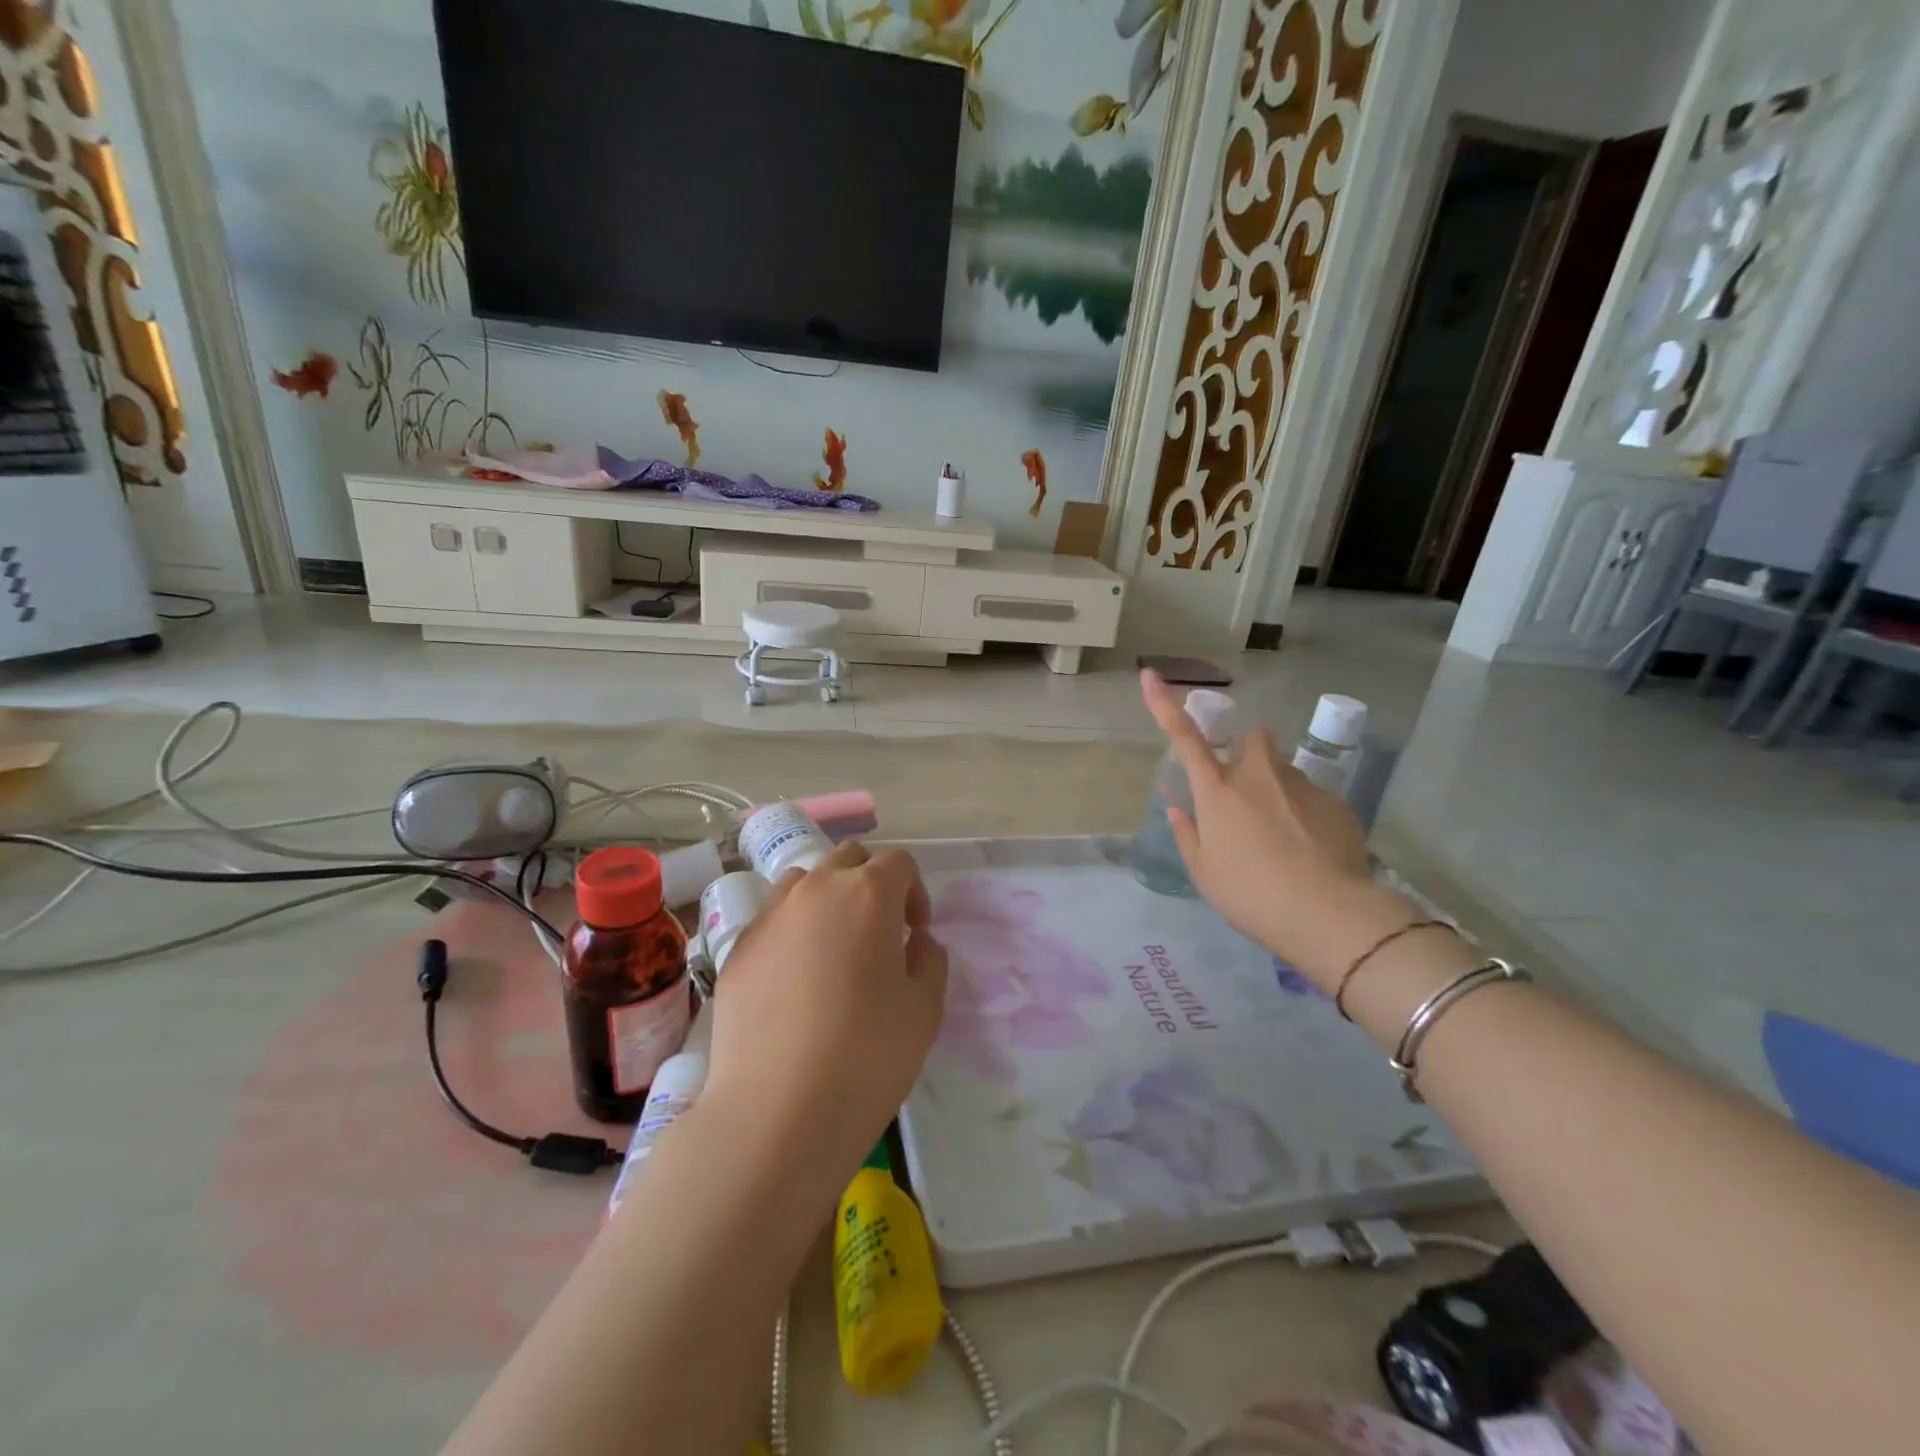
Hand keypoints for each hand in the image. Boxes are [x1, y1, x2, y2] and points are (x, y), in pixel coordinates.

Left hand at [703, 841, 948, 1189]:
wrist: (776, 1112)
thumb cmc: (868, 1055)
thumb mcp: (925, 1008)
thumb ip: (929, 959)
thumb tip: (915, 941)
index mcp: (868, 893)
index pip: (899, 863)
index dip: (915, 892)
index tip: (916, 934)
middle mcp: (815, 890)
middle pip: (849, 860)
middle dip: (871, 884)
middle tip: (880, 934)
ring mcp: (769, 917)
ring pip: (804, 882)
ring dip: (827, 899)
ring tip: (833, 949)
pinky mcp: (736, 950)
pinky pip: (771, 920)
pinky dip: (791, 932)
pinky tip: (794, 982)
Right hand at [1140, 670, 1414, 985]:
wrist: (1328, 913)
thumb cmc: (1251, 894)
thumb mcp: (1205, 872)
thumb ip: (1188, 834)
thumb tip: (1178, 808)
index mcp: (1217, 791)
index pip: (1184, 738)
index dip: (1164, 705)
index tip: (1150, 675)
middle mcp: (1258, 775)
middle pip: (1252, 739)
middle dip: (1247, 754)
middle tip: (1247, 794)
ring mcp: (1300, 785)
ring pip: (1283, 772)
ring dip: (1278, 791)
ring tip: (1284, 839)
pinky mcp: (1336, 802)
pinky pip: (1312, 799)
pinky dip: (1306, 817)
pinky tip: (1311, 853)